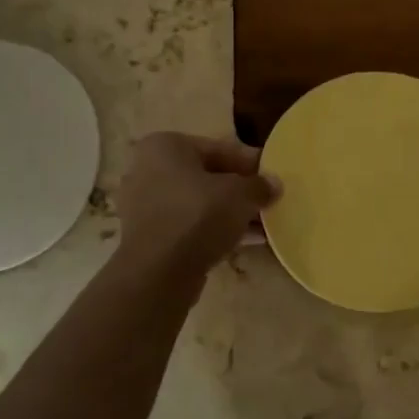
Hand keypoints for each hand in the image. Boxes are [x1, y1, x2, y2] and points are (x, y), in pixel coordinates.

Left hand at [116, 132, 280, 276]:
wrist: (158, 272)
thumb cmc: (197, 216)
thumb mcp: (239, 195)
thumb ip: (259, 185)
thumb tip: (274, 184)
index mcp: (165, 146)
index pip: (218, 148)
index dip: (250, 162)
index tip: (273, 175)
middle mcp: (148, 169)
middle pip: (206, 176)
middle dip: (239, 190)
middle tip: (268, 200)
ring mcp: (145, 205)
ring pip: (199, 203)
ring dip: (230, 212)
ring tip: (263, 224)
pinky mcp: (149, 236)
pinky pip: (189, 225)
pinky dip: (214, 229)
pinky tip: (245, 241)